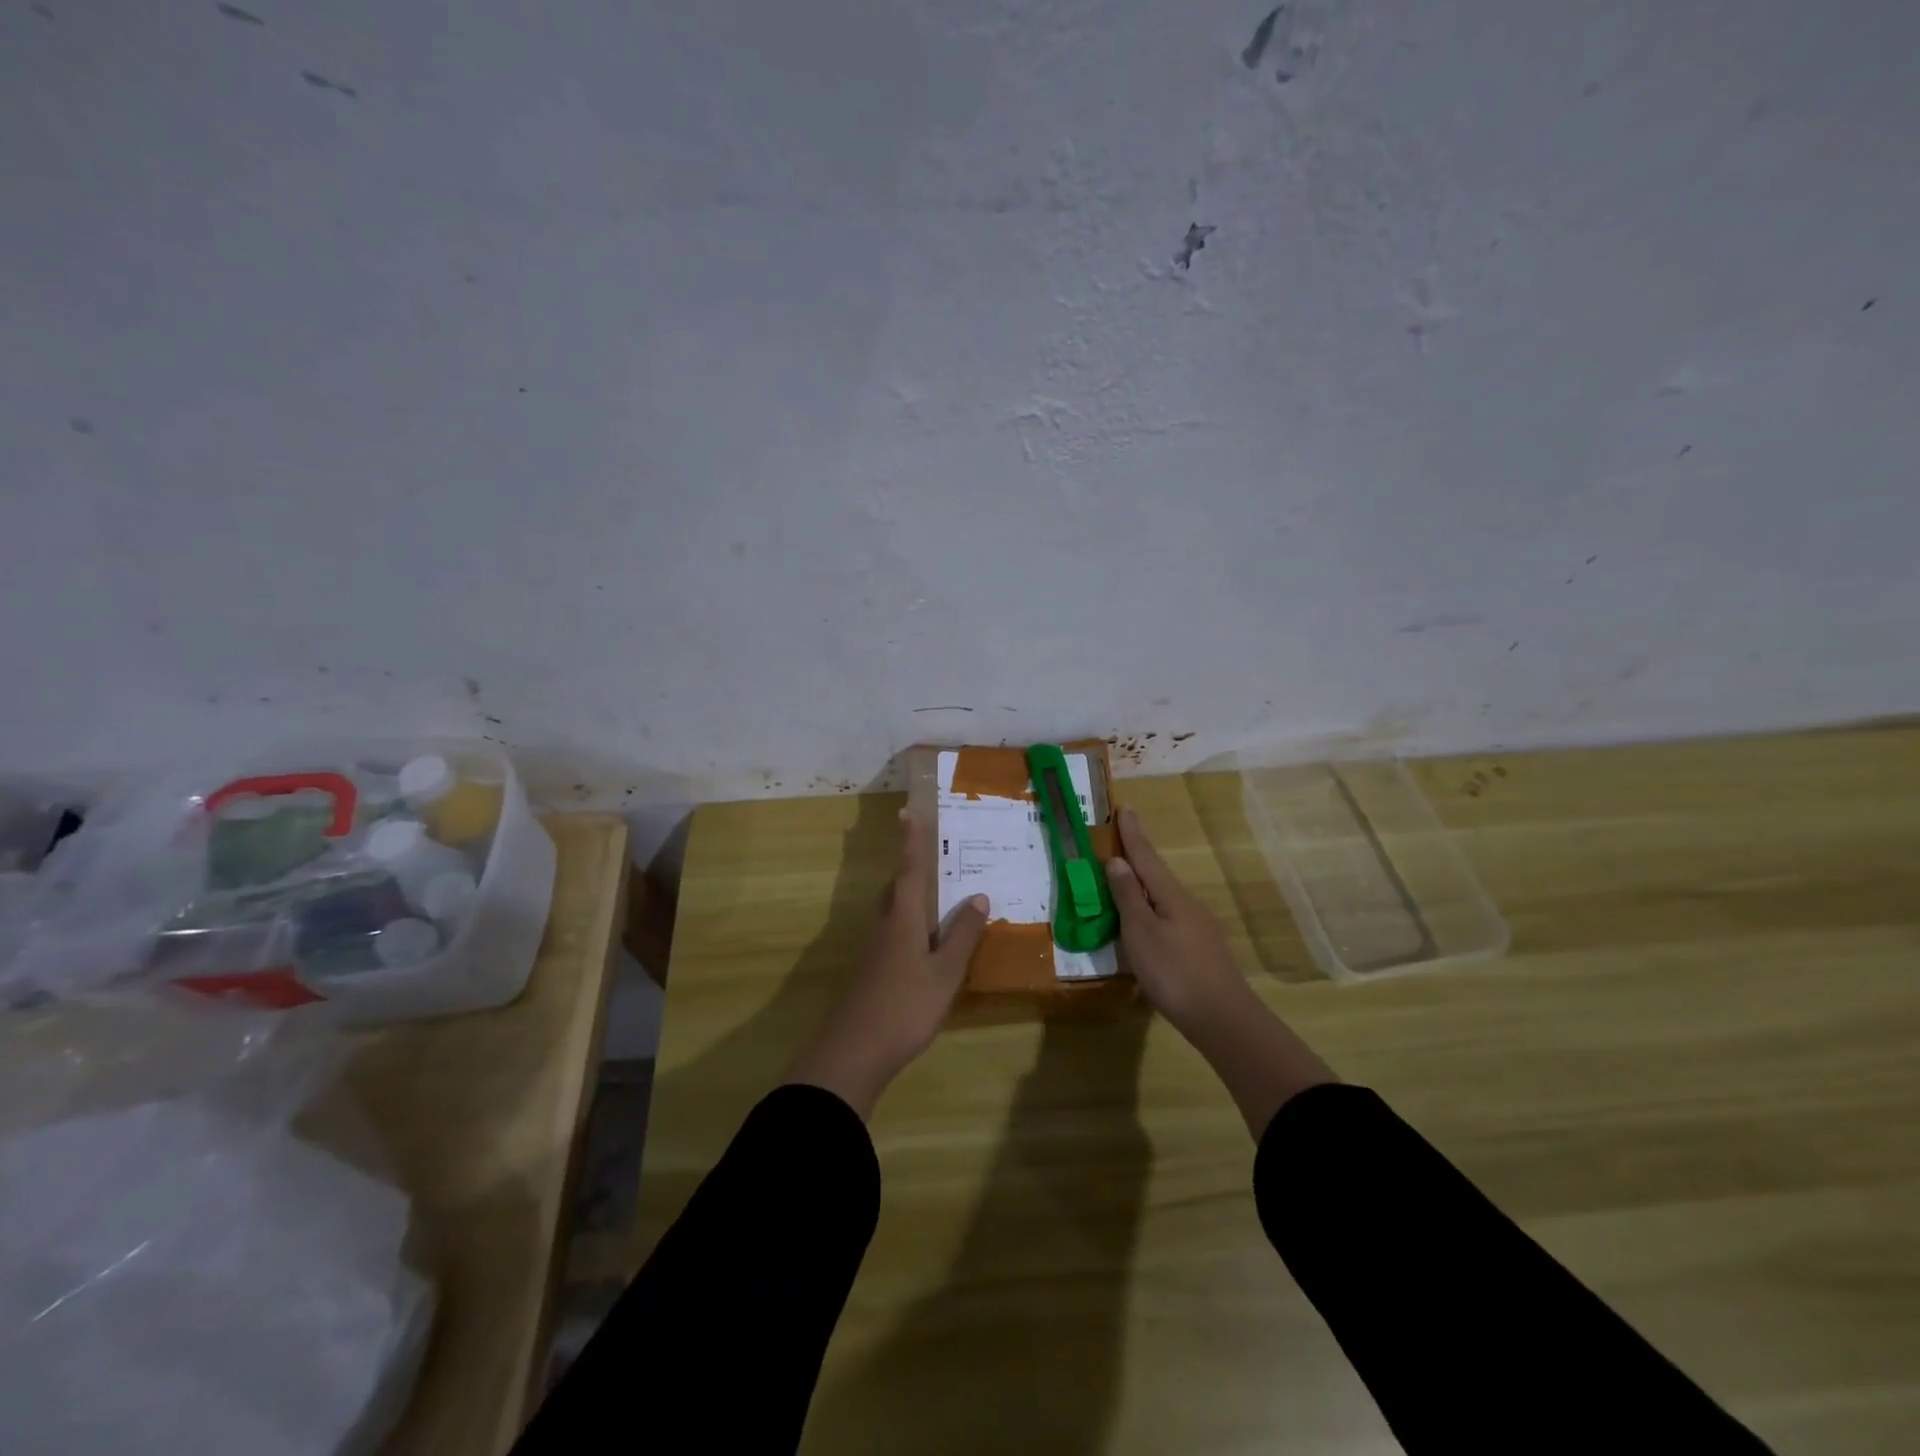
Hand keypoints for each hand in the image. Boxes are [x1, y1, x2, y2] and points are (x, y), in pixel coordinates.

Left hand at [784, 810, 989, 1118]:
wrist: (852, 1053)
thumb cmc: (905, 1006)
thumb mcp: (945, 972)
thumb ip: (962, 934)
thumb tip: (979, 895)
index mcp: (903, 918)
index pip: (909, 869)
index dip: (911, 841)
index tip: (908, 811)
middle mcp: (885, 925)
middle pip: (897, 888)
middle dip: (911, 867)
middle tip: (931, 853)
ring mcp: (875, 950)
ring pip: (894, 911)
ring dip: (911, 897)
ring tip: (937, 894)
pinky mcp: (872, 971)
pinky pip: (895, 933)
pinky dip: (911, 925)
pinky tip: (927, 943)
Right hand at [1107, 807, 1336, 1136]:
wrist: (1223, 1018)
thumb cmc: (1174, 972)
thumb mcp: (1141, 932)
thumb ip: (1128, 896)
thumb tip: (1117, 861)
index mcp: (1170, 895)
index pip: (1145, 856)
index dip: (1132, 833)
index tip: (1124, 807)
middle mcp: (1187, 904)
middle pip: (1156, 875)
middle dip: (1137, 857)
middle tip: (1118, 841)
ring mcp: (1197, 928)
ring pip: (1163, 898)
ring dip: (1142, 886)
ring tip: (1124, 883)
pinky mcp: (1200, 950)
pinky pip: (1168, 918)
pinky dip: (1150, 911)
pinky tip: (1144, 926)